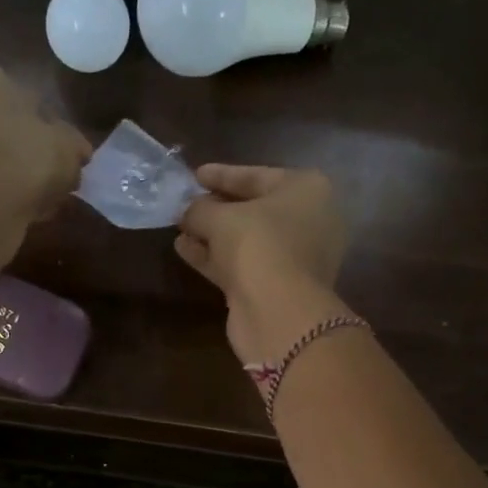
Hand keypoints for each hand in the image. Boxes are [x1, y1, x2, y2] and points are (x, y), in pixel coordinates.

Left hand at [0, 64, 90, 233]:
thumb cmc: (24, 156)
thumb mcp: (66, 148)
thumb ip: (74, 146)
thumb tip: (78, 151)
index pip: (26, 101)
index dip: (49, 132)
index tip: (63, 158)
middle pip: (1, 130)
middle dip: (25, 154)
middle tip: (50, 183)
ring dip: (9, 178)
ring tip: (36, 204)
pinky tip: (15, 214)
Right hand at [176, 165, 350, 365]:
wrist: (278, 312)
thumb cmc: (258, 245)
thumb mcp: (221, 218)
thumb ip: (199, 209)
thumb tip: (186, 211)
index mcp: (307, 191)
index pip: (258, 175)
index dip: (223, 175)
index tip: (195, 175)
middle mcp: (308, 221)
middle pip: (254, 209)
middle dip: (217, 207)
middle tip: (186, 203)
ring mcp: (294, 258)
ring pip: (246, 240)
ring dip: (212, 234)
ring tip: (179, 227)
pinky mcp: (277, 287)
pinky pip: (242, 264)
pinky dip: (215, 257)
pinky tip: (184, 249)